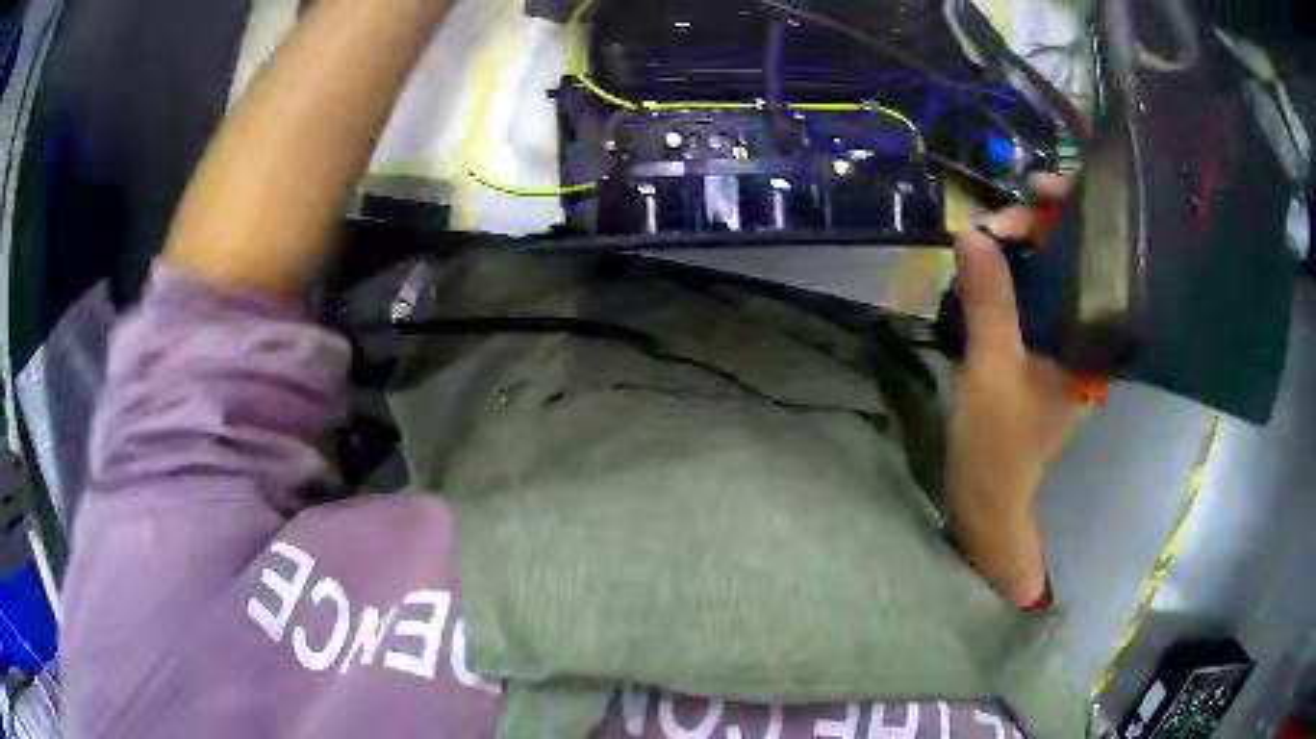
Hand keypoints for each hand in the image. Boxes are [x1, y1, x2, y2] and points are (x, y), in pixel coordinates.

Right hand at [947, 174, 1083, 606]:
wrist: (987, 498)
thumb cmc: (1000, 446)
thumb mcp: (994, 371)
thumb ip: (990, 302)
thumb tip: (972, 232)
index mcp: (1097, 342)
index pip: (1099, 257)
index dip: (1073, 217)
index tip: (1034, 189)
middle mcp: (1092, 334)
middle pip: (1075, 257)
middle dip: (1037, 228)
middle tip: (991, 224)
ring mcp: (1068, 339)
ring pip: (1053, 272)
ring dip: (1020, 246)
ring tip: (985, 236)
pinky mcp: (1045, 345)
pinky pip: (1035, 292)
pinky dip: (1012, 271)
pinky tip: (989, 261)